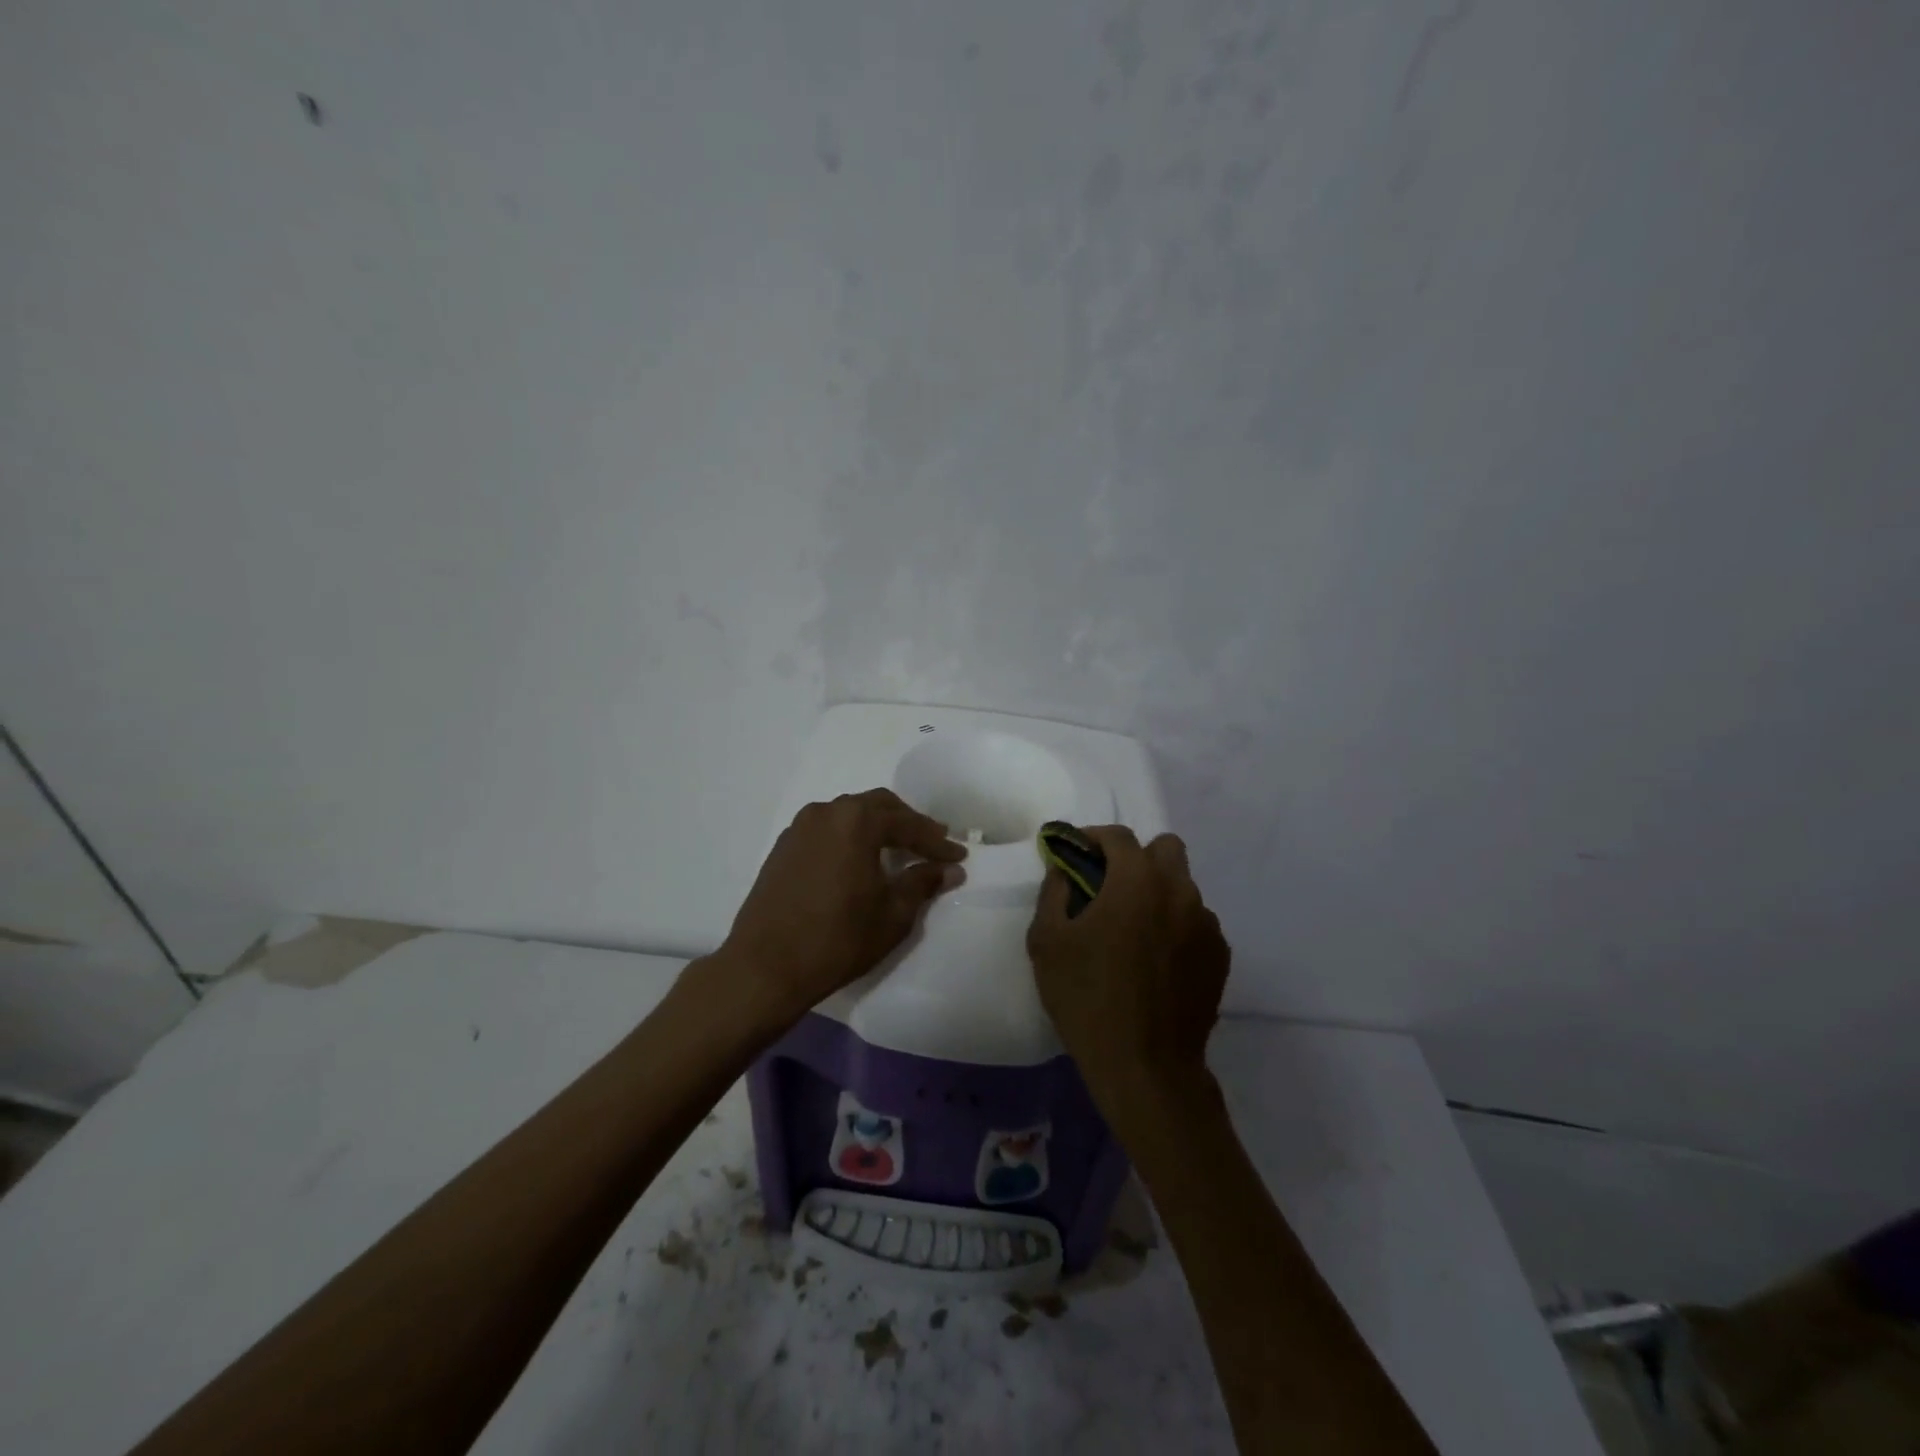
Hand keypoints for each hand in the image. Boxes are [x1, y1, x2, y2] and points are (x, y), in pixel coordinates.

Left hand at [715, 788, 966, 1027]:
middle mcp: (827, 812)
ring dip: (878, 827)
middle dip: (909, 824)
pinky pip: (828, 829)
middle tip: (933, 844)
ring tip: (899, 850)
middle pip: (878, 806)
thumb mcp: (892, 915)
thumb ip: (922, 883)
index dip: (937, 842)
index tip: (958, 857)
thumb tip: (949, 869)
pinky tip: (860, 860)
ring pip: (850, 814)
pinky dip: (851, 837)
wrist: (764, 968)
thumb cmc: (837, 940)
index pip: (908, 824)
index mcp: (856, 821)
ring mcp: (800, 827)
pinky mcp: (784, 846)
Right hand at [1026, 827, 1229, 1100]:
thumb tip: (1065, 870)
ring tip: (1133, 933)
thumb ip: (1054, 891)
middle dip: (1136, 858)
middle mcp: (1179, 891)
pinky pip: (1196, 923)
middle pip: (1164, 849)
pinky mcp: (1220, 956)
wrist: (1145, 1067)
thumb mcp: (1047, 941)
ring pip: (1182, 887)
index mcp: (1137, 881)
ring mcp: (1206, 924)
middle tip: (1110, 888)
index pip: (1118, 836)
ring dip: (1157, 894)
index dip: (1093, 839)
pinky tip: (1156, 962)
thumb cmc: (1088, 998)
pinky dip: (1176, 927)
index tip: (1076, 855)